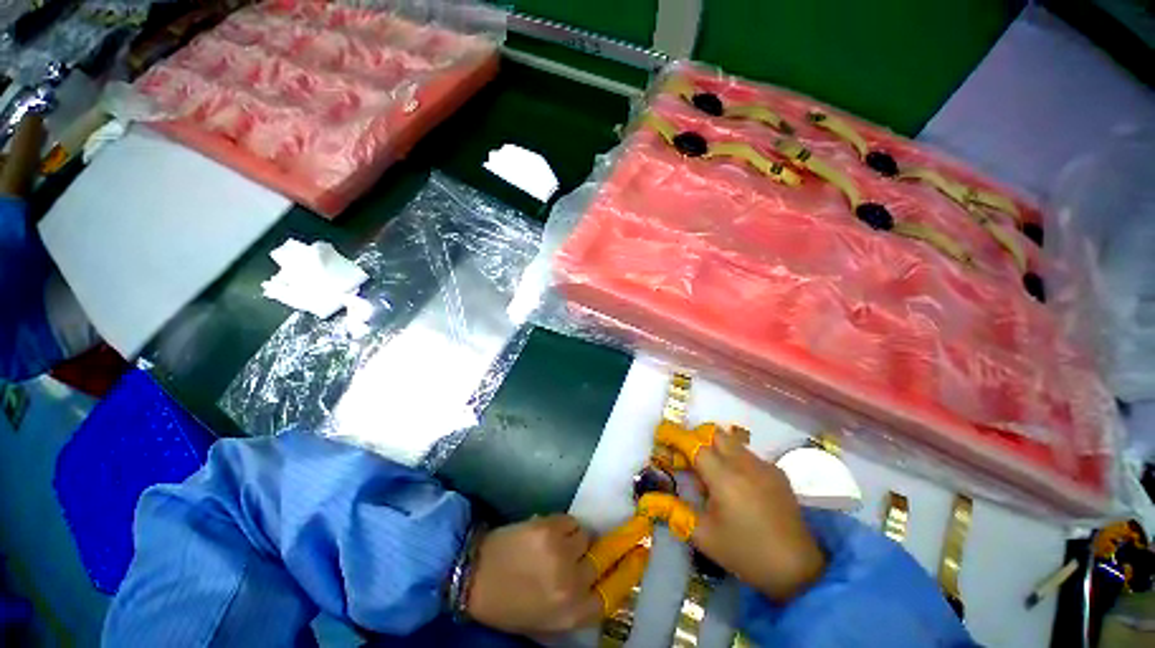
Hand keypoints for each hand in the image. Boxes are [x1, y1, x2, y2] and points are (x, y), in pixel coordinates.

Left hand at [465, 514, 648, 633]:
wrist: (473, 574)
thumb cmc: (508, 603)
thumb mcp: (544, 617)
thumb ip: (575, 603)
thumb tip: (598, 578)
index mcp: (570, 614)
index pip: (611, 594)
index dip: (627, 572)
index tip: (640, 554)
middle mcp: (572, 584)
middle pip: (600, 559)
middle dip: (590, 554)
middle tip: (575, 550)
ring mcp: (561, 552)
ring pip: (584, 536)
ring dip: (573, 539)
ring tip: (551, 545)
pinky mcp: (550, 527)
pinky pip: (570, 521)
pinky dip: (562, 526)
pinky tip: (543, 533)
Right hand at [664, 425, 825, 600]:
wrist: (800, 570)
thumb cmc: (746, 553)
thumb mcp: (704, 536)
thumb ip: (674, 512)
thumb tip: (649, 499)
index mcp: (724, 477)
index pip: (693, 444)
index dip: (674, 436)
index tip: (660, 435)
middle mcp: (744, 463)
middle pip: (713, 433)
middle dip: (695, 437)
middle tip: (685, 457)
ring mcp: (764, 465)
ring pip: (731, 441)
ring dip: (714, 447)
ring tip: (709, 474)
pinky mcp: (777, 473)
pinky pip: (747, 454)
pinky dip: (733, 458)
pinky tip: (735, 485)